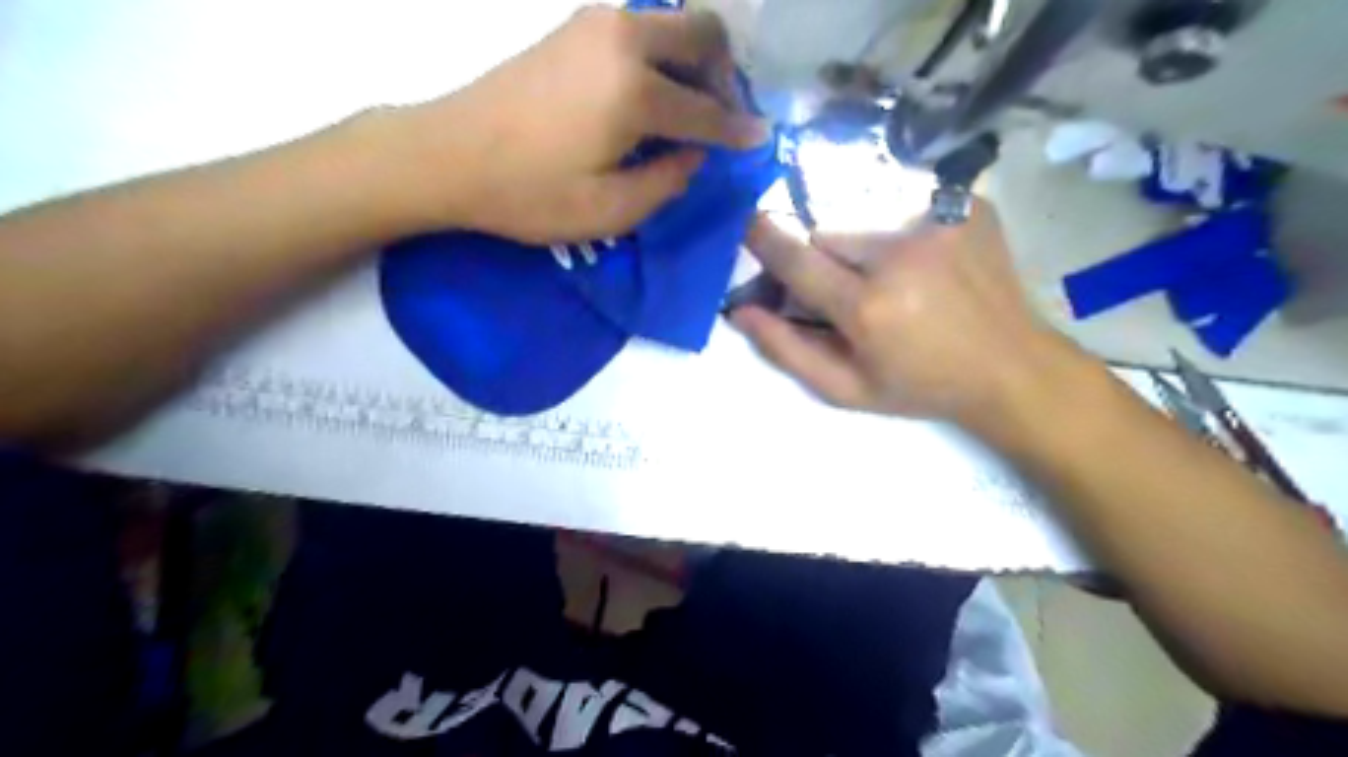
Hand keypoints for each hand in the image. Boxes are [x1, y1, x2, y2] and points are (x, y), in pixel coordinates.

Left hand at [391, 5, 768, 241]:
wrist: (448, 155)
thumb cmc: (529, 194)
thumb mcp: (609, 211)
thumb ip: (667, 183)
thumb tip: (694, 156)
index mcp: (635, 91)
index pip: (707, 110)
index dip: (738, 130)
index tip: (761, 139)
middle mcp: (623, 40)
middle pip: (702, 33)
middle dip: (725, 74)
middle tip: (723, 115)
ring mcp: (595, 25)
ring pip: (671, 23)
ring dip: (694, 60)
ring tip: (691, 108)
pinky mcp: (573, 27)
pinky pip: (640, 29)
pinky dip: (662, 54)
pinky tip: (652, 94)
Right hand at [727, 202, 1081, 431]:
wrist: (1011, 367)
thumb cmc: (921, 387)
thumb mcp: (847, 389)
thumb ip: (788, 351)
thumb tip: (741, 312)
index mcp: (867, 307)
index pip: (797, 260)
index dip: (765, 241)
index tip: (747, 223)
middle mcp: (900, 256)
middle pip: (830, 237)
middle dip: (827, 261)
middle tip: (853, 293)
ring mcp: (939, 225)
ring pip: (868, 223)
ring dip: (867, 249)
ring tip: (899, 283)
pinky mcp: (967, 208)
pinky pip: (910, 208)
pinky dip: (906, 235)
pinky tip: (930, 267)